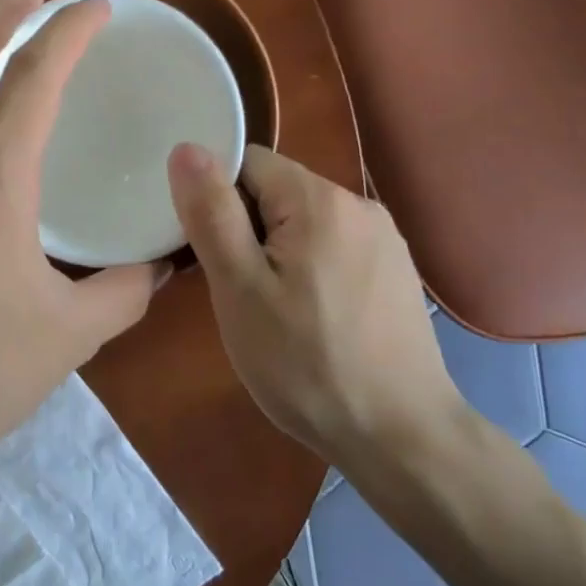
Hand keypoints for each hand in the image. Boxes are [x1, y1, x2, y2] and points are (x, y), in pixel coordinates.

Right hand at [166, 143, 461, 470]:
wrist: (400, 437)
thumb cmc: (305, 362)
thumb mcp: (239, 288)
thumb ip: (211, 213)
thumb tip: (186, 148)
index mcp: (319, 199)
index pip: (247, 163)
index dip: (216, 199)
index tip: (210, 252)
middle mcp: (358, 204)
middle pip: (276, 191)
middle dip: (246, 229)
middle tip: (237, 290)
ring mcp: (384, 239)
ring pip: (303, 222)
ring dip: (275, 251)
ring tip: (271, 309)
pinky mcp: (395, 271)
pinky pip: (333, 247)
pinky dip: (309, 268)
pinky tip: (310, 318)